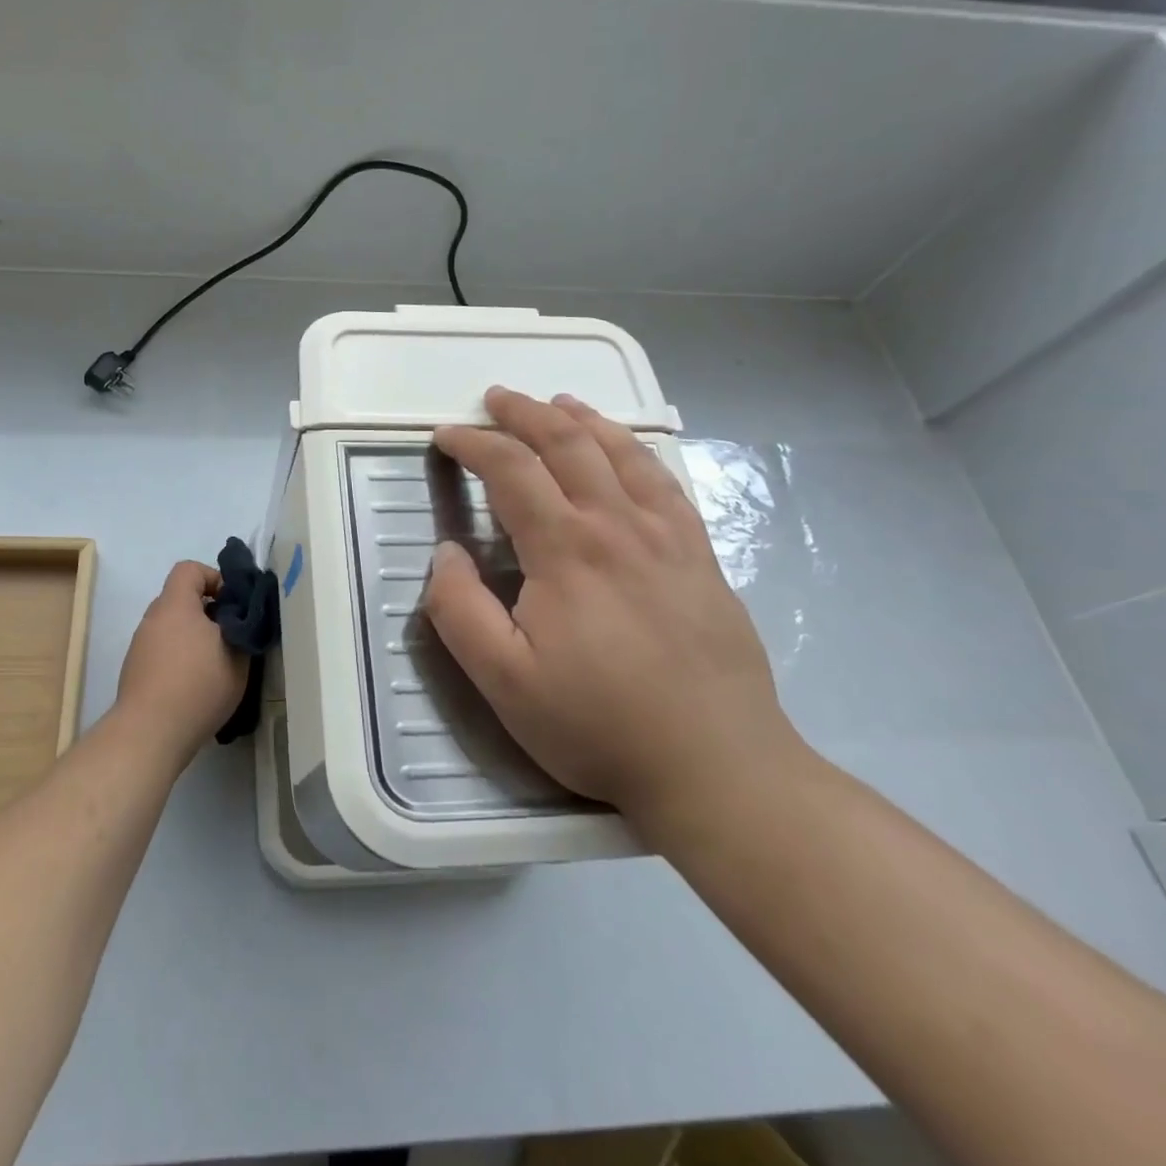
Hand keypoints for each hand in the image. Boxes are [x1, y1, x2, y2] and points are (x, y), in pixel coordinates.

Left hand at [114, 561, 248, 762]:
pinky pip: (162, 652)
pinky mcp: (135, 671)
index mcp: (175, 604)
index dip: (214, 578)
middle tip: (230, 638)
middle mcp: (153, 618)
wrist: (150, 733)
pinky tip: (195, 688)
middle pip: (181, 600)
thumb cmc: (198, 685)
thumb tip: (238, 622)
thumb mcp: (238, 656)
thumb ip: (242, 630)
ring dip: (193, 638)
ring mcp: (140, 646)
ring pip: (172, 628)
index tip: (233, 605)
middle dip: (208, 613)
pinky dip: (178, 659)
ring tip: (215, 667)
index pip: (189, 569)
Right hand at [423, 387, 802, 833]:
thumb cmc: (598, 724)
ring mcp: (668, 536)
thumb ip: (460, 611)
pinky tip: (627, 449)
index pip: (511, 470)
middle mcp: (618, 525)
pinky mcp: (701, 555)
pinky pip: (666, 481)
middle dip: (525, 413)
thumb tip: (447, 552)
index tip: (447, 436)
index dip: (474, 444)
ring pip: (621, 452)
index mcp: (566, 550)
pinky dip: (636, 449)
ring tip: (557, 403)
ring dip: (582, 419)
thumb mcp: (503, 682)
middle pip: (568, 443)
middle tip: (495, 398)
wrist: (719, 767)